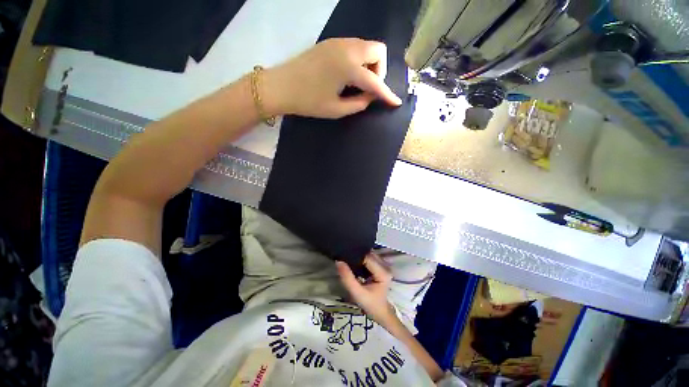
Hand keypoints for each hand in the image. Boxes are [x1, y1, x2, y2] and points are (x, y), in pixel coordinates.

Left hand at [263, 38, 402, 118]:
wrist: (281, 86)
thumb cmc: (308, 101)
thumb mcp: (336, 109)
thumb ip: (358, 104)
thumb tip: (370, 97)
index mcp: (349, 67)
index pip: (376, 82)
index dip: (387, 94)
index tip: (396, 102)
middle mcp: (348, 48)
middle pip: (378, 51)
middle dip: (380, 71)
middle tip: (369, 89)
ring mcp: (338, 42)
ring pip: (367, 46)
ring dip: (370, 64)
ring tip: (358, 83)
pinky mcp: (330, 43)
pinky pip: (354, 47)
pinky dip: (359, 60)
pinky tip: (348, 75)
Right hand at [336, 253, 395, 324]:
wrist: (380, 312)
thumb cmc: (369, 304)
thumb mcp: (357, 293)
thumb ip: (347, 278)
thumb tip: (338, 261)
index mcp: (383, 272)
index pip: (367, 258)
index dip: (355, 257)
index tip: (344, 258)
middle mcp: (385, 266)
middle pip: (369, 254)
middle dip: (357, 255)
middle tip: (345, 259)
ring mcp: (384, 265)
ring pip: (369, 255)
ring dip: (359, 257)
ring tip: (349, 260)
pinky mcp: (381, 266)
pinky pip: (370, 258)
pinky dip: (362, 259)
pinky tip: (355, 264)